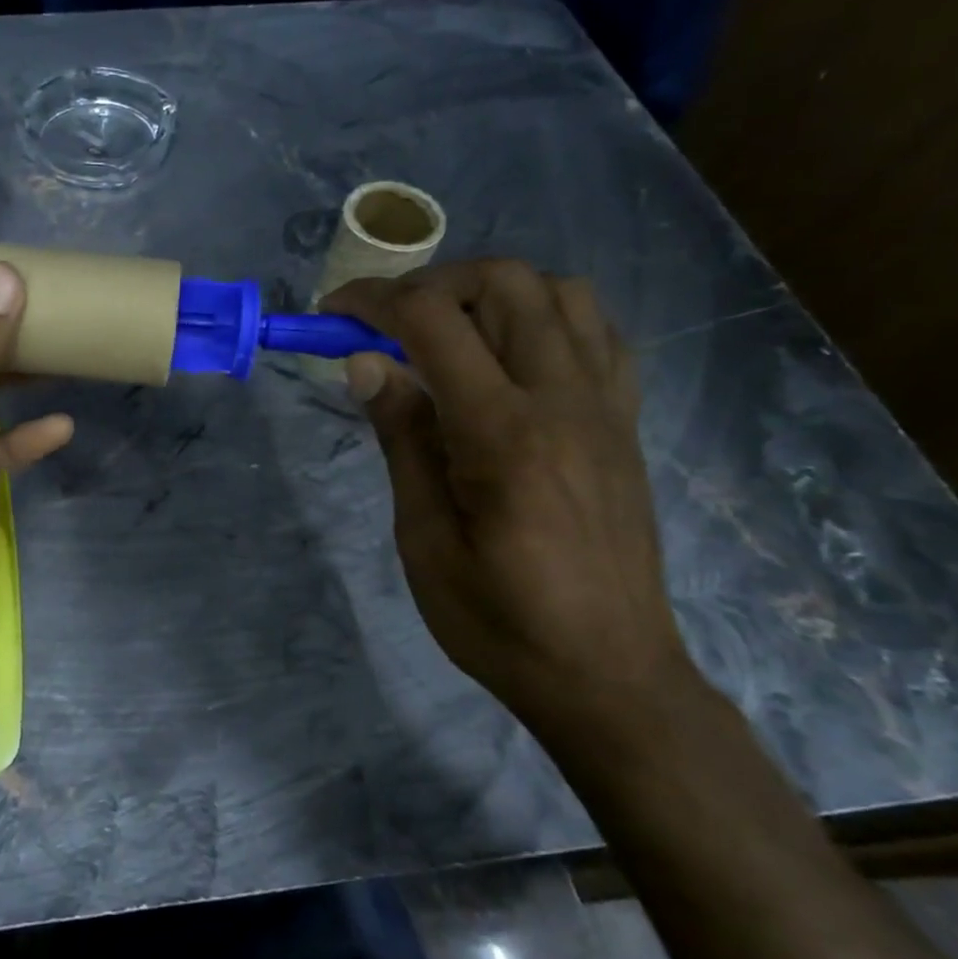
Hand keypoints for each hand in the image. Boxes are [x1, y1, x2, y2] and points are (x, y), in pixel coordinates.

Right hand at [323, 259, 692, 734]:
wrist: (608, 675)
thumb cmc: (497, 619)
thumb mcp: (423, 537)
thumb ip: (402, 437)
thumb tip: (367, 363)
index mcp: (504, 432)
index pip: (432, 322)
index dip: (373, 301)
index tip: (332, 312)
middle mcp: (564, 400)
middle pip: (504, 283)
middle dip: (431, 284)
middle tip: (385, 324)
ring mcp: (606, 406)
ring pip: (559, 293)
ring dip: (490, 293)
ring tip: (446, 334)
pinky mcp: (625, 423)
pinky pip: (597, 333)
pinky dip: (545, 317)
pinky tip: (510, 355)